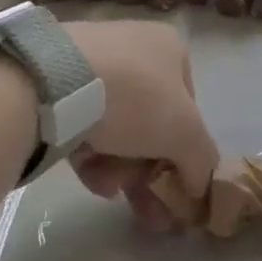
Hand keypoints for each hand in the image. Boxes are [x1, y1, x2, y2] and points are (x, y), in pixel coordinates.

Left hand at [62, 21, 218, 231]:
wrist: (58, 81)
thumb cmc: (135, 97)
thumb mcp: (184, 132)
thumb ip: (201, 160)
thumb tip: (203, 188)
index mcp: (171, 48)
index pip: (188, 105)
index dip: (184, 149)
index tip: (175, 187)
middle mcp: (136, 47)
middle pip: (151, 121)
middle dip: (150, 170)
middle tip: (149, 212)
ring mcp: (96, 61)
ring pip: (118, 126)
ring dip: (120, 167)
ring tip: (110, 191)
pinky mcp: (61, 80)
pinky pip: (86, 122)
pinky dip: (92, 153)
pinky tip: (89, 175)